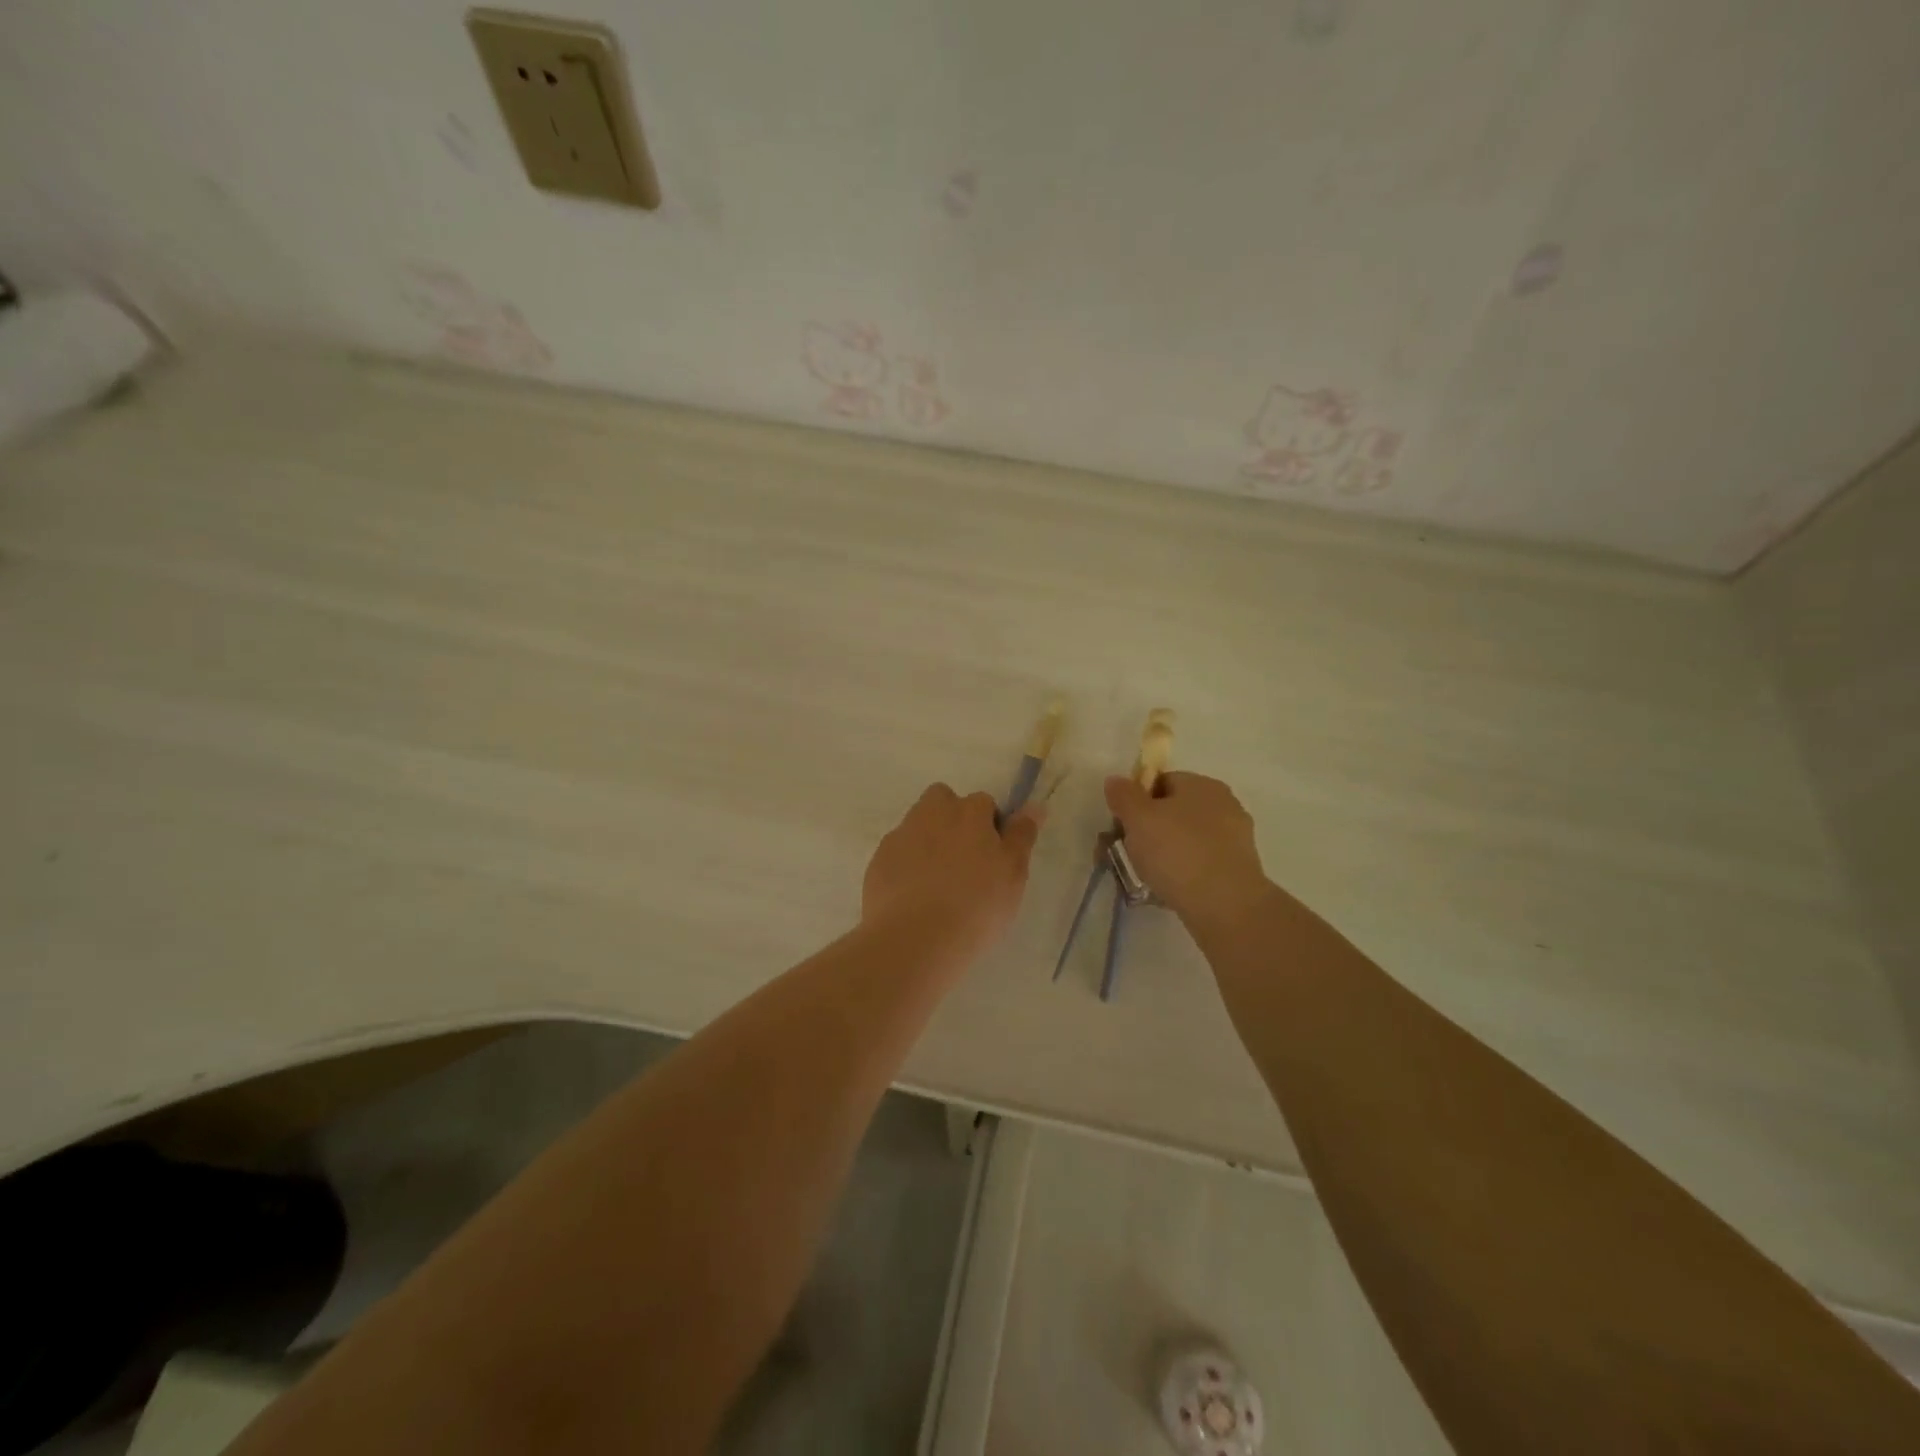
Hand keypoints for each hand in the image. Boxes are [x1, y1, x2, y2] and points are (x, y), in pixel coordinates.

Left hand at [862, 784, 1042, 966]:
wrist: (914, 940)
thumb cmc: (976, 906)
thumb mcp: (1013, 874)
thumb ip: (1022, 836)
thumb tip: (1034, 805)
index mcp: (968, 813)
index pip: (984, 803)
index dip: (990, 826)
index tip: (994, 857)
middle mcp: (931, 814)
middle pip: (943, 802)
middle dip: (953, 820)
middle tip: (965, 861)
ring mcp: (900, 836)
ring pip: (918, 826)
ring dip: (929, 842)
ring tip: (939, 883)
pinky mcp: (878, 862)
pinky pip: (898, 854)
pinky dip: (906, 866)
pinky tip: (915, 897)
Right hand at [1104, 772, 1268, 925]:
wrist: (1225, 905)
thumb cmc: (1177, 852)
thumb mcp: (1138, 818)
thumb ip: (1123, 795)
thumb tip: (1116, 780)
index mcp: (1201, 784)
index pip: (1161, 782)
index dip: (1136, 801)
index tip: (1122, 826)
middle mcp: (1223, 804)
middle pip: (1174, 811)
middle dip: (1148, 831)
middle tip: (1127, 854)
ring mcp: (1235, 837)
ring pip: (1186, 840)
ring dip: (1164, 854)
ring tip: (1143, 878)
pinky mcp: (1239, 868)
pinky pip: (1200, 863)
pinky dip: (1183, 873)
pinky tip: (1167, 891)